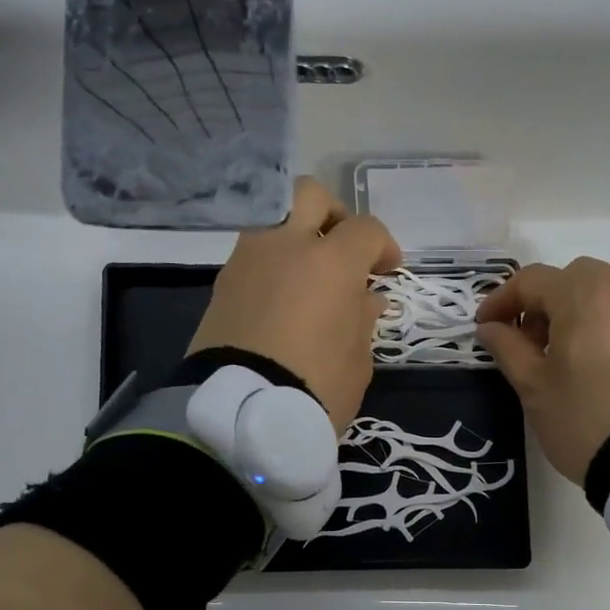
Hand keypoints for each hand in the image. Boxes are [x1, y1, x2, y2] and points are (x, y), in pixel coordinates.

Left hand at [190, 176, 402, 432]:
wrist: (241, 414)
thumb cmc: (316, 387)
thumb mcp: (357, 359)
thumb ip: (363, 318)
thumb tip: (365, 297)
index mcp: (331, 261)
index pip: (365, 229)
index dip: (383, 246)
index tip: (387, 272)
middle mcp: (286, 245)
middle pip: (309, 195)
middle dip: (333, 215)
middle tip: (342, 250)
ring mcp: (248, 259)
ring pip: (274, 220)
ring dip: (295, 237)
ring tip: (308, 278)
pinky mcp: (222, 283)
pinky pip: (253, 255)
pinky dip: (271, 265)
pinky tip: (281, 300)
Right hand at [476, 257, 609, 485]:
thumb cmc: (587, 418)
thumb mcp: (535, 388)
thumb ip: (508, 349)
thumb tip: (491, 327)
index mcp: (584, 295)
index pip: (531, 281)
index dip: (501, 301)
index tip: (485, 327)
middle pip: (575, 280)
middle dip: (546, 303)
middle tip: (533, 343)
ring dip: (582, 316)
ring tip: (572, 361)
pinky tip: (609, 372)